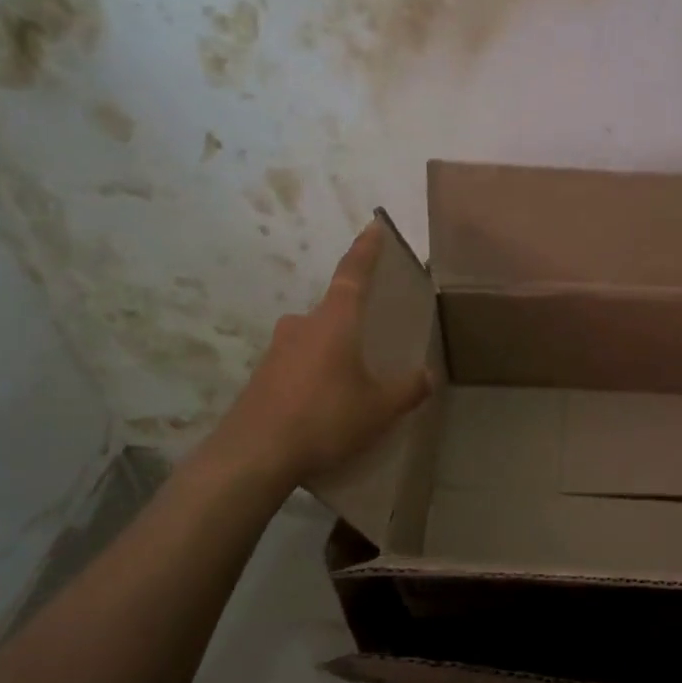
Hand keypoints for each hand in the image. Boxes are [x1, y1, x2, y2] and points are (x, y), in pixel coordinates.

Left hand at [202, 223, 434, 486]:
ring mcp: (275, 351)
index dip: (366, 250)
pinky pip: (295, 366)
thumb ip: (407, 390)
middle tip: (371, 340)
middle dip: (351, 321)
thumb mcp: (378, 408)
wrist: (253, 455)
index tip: (374, 226)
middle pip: (332, 311)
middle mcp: (301, 326)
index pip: (353, 274)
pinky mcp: (260, 378)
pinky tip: (322, 406)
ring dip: (331, 352)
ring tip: (350, 382)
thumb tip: (428, 376)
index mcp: (334, 321)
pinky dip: (312, 375)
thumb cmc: (324, 418)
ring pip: (312, 340)